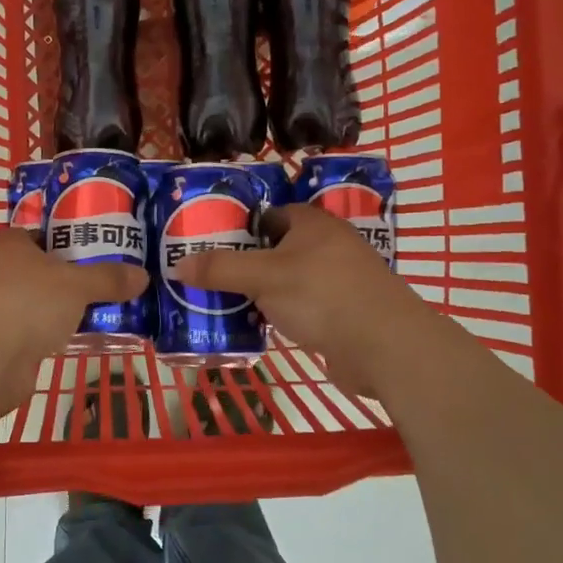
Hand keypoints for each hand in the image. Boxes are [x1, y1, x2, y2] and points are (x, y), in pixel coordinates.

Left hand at [0, 231, 146, 410]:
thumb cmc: (28, 304)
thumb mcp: (78, 286)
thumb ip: (109, 279)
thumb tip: (143, 275)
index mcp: (6, 243)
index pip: (38, 235)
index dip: (65, 243)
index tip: (92, 256)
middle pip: (32, 269)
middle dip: (61, 279)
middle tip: (95, 288)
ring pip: (26, 300)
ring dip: (49, 309)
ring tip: (86, 316)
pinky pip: (19, 329)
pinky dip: (37, 334)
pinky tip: (62, 342)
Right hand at [173, 203, 431, 398]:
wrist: (385, 347)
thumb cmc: (323, 296)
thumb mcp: (263, 277)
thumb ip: (220, 269)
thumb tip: (177, 265)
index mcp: (312, 224)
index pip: (269, 215)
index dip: (239, 227)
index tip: (208, 244)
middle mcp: (328, 246)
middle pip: (276, 249)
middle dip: (244, 263)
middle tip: (208, 277)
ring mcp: (338, 281)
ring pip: (288, 281)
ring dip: (260, 292)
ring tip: (222, 303)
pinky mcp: (343, 313)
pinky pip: (301, 307)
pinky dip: (280, 314)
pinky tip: (257, 327)